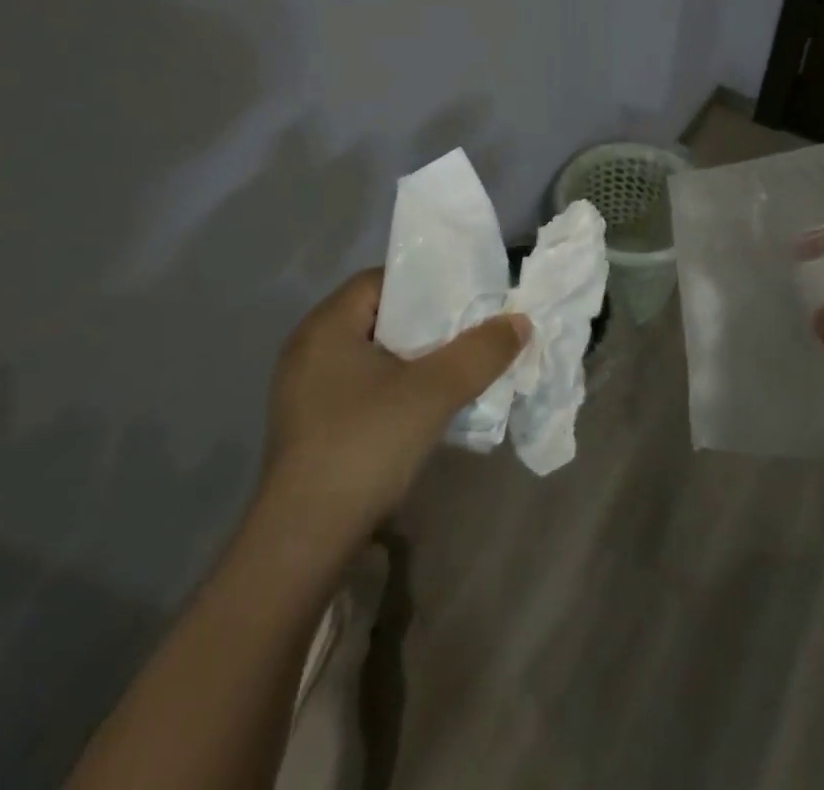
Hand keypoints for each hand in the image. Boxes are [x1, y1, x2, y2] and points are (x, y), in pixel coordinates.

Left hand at [258, 268, 529, 543]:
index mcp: (326, 325)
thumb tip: (520, 322)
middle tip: (470, 332)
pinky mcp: (311, 425)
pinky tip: (424, 407)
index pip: (382, 280)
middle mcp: (309, 349)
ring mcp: (305, 390)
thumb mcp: (434, 392)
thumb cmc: (365, 446)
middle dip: (428, 323)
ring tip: (457, 368)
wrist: (304, 543)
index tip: (466, 299)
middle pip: (380, 316)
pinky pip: (361, 386)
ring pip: (373, 355)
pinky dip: (395, 386)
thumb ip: (481, 351)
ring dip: (414, 359)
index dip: (427, 284)